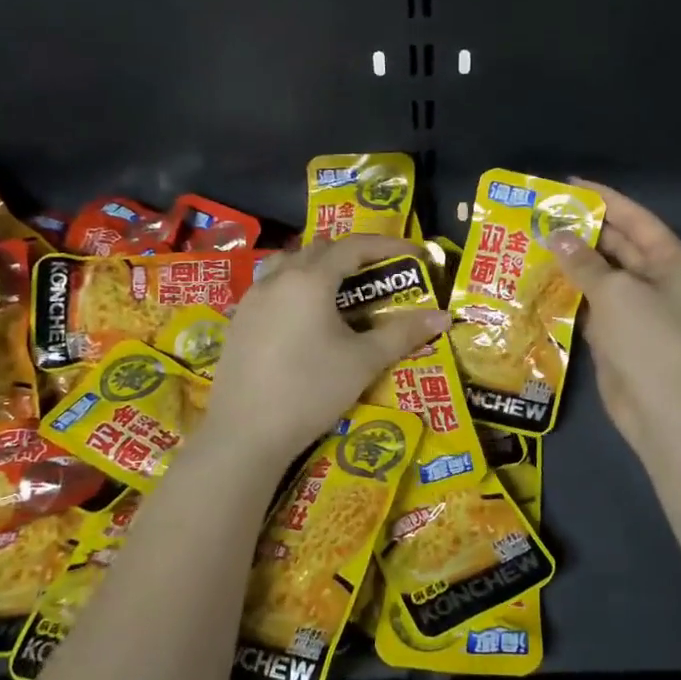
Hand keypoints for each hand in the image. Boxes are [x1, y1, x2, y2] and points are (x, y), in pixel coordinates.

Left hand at [201, 235, 448, 465]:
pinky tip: (305, 320)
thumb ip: (402, 334)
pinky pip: (270, 289)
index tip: (415, 256)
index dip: (387, 246)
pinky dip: (294, 289)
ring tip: (340, 292)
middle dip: (353, 256)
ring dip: (318, 268)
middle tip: (379, 276)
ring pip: (288, 265)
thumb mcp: (363, 362)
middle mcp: (277, 279)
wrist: (245, 433)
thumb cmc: (310, 390)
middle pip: (319, 250)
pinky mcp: (238, 322)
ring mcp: (252, 299)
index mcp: (309, 280)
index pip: (353, 247)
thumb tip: (443, 316)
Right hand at [548, 181, 680, 457]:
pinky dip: (568, 293)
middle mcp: (656, 280)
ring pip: (599, 276)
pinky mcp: (616, 334)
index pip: (634, 218)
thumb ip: (584, 261)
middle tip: (538, 216)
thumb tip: (557, 235)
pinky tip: (538, 282)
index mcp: (671, 260)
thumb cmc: (650, 340)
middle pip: (616, 245)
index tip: (566, 184)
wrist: (665, 410)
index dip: (603, 198)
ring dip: (570, 262)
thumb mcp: (617, 292)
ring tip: (530, 243)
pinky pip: (590, 304)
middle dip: (580, 230)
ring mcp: (636, 309)